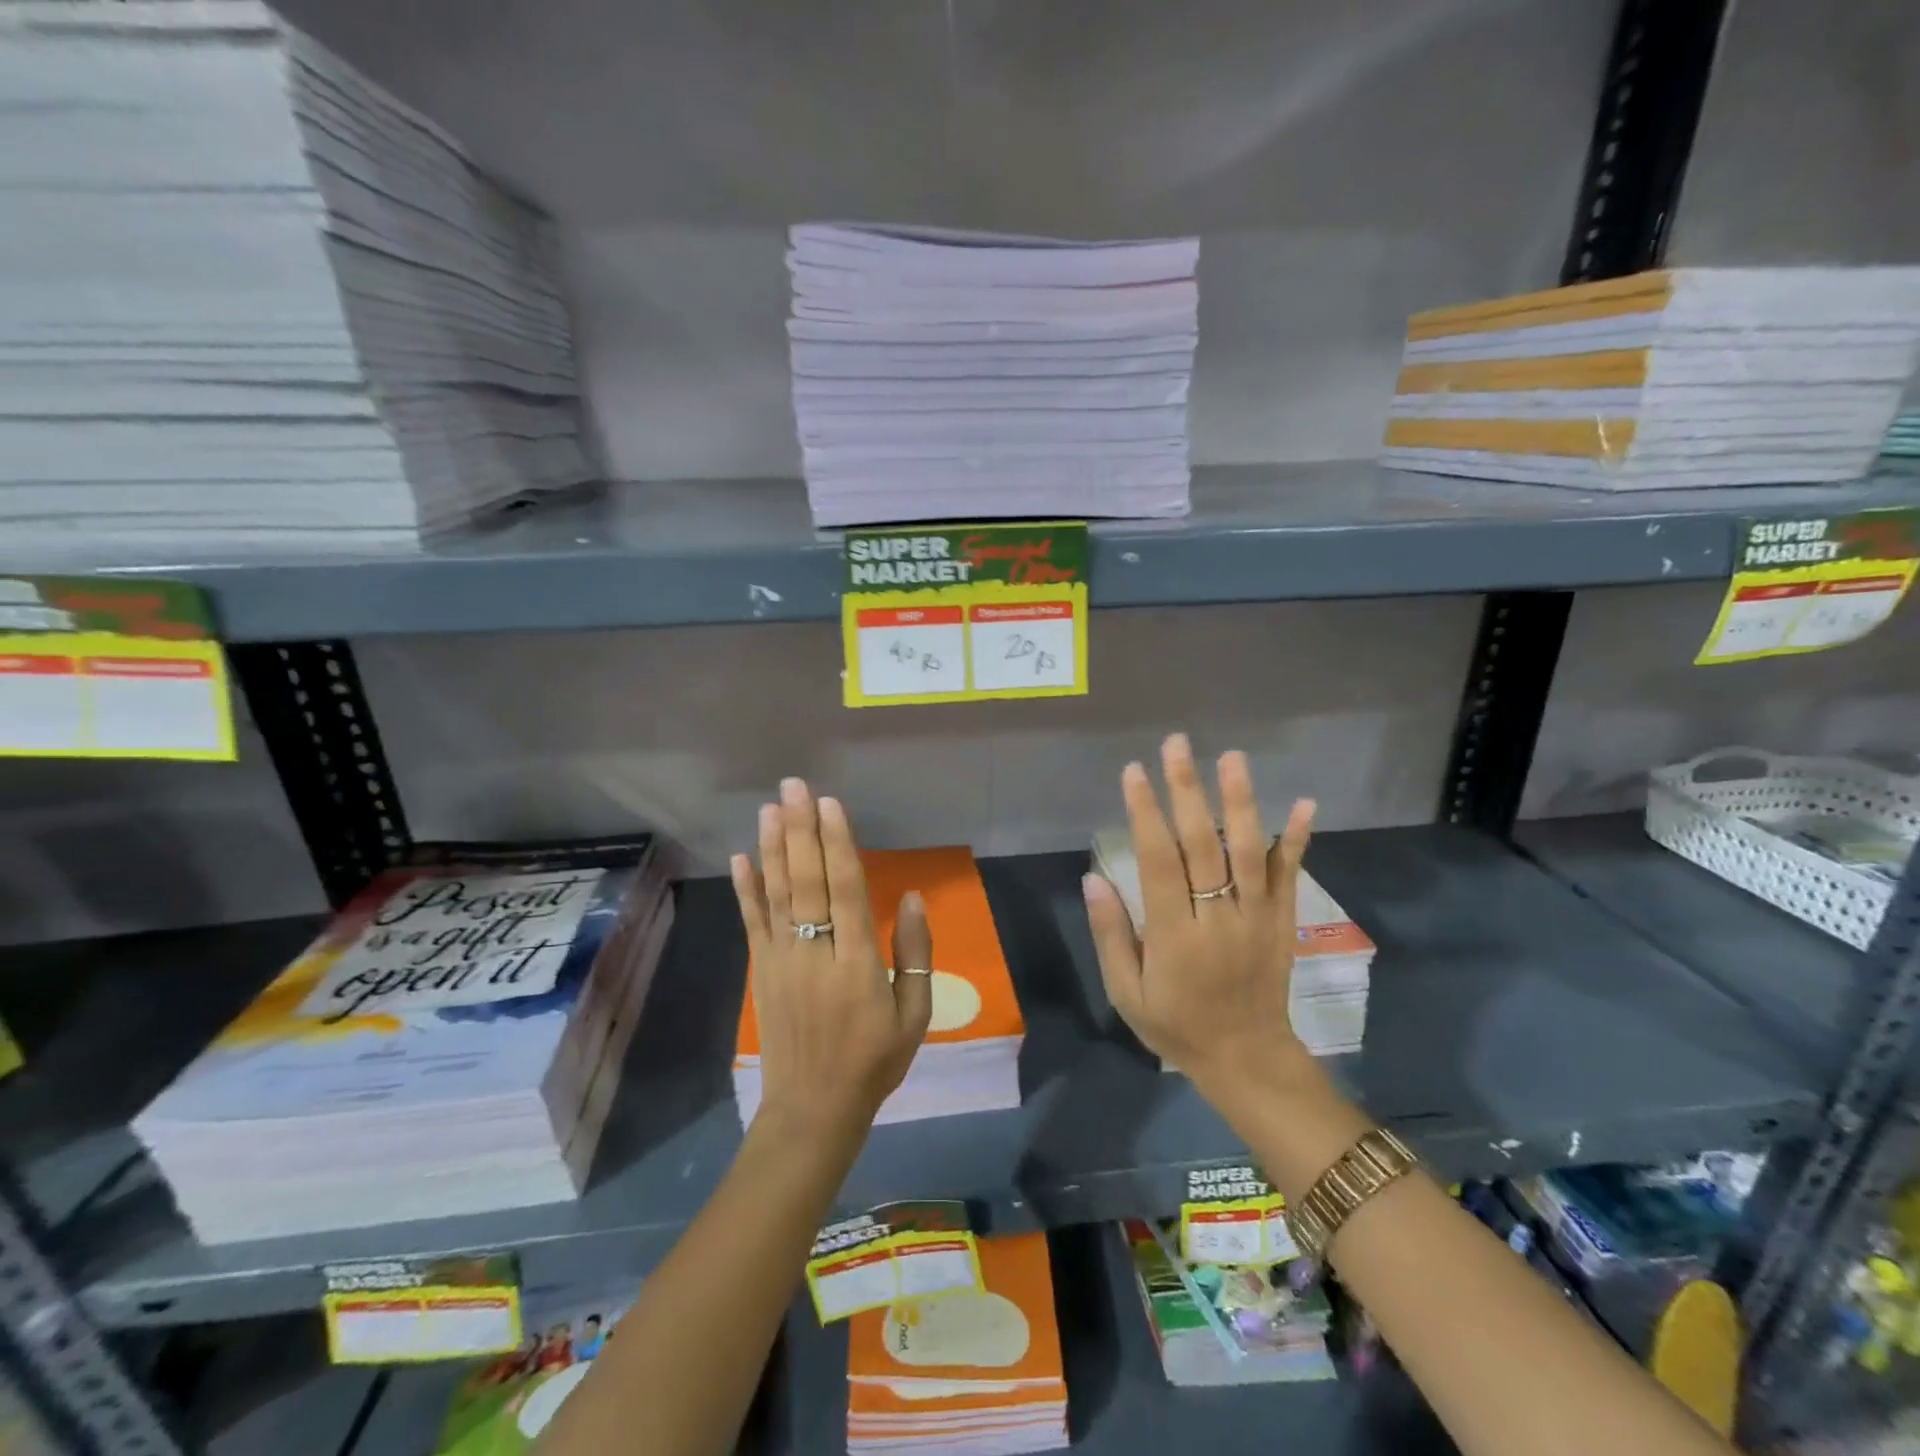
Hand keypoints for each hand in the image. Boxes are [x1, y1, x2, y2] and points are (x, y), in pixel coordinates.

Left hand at [731, 778, 932, 1145]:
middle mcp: (815, 951)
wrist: (813, 1109)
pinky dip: (745, 889)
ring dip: (773, 847)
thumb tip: (911, 898)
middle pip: (806, 880)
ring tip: (770, 808)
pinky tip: (741, 858)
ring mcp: (782, 959)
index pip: (845, 889)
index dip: (836, 843)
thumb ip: (915, 954)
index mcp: (856, 961)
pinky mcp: (762, 970)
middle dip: (801, 829)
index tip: (829, 804)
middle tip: (794, 786)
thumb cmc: (873, 1061)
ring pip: (776, 893)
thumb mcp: (914, 1015)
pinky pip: (752, 922)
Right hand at [1082, 734, 1316, 1109]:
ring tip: (1230, 757)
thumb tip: (1094, 878)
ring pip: (1248, 852)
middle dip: (1186, 790)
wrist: (1247, 1059)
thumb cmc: (1176, 1025)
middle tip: (1176, 745)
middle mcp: (1219, 918)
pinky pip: (1290, 875)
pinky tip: (1303, 802)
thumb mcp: (1127, 993)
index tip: (1133, 772)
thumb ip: (1111, 935)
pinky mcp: (1281, 921)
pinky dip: (1297, 839)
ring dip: (1239, 802)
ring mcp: (1257, 917)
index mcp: (1175, 937)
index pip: (1159, 863)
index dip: (1145, 814)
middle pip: (1202, 845)